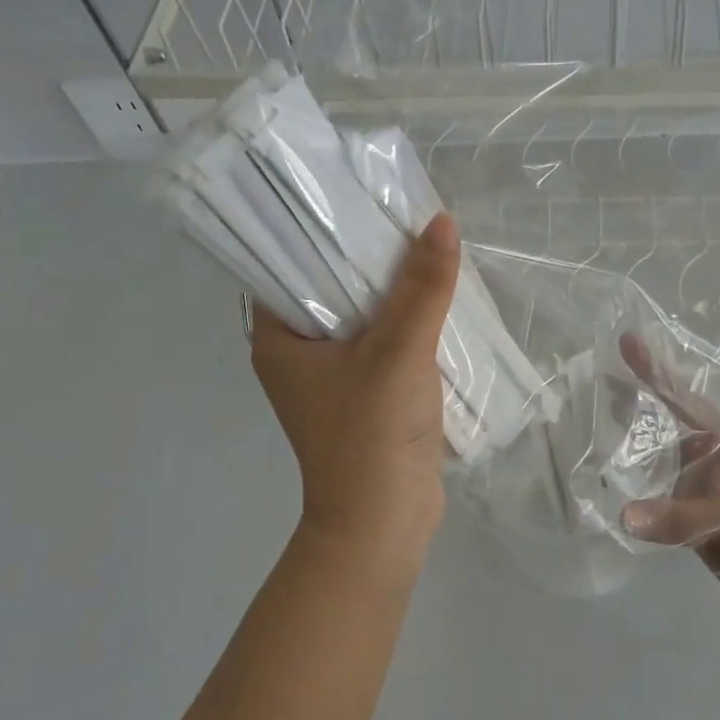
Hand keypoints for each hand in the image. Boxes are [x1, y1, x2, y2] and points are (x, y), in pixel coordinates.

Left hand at [252, 215, 461, 563]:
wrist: (384, 522)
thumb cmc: (372, 434)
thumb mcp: (399, 351)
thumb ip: (422, 288)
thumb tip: (441, 222)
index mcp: (278, 338)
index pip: (290, 264)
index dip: (322, 229)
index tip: (360, 197)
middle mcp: (297, 352)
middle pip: (332, 287)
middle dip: (369, 258)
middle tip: (404, 216)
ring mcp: (332, 377)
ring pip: (363, 317)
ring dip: (394, 292)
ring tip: (427, 247)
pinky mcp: (365, 395)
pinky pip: (383, 343)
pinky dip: (407, 324)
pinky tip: (438, 299)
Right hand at [617, 334, 719, 631]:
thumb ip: (678, 518)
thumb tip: (623, 515)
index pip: (680, 398)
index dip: (653, 370)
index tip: (625, 340)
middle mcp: (706, 459)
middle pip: (661, 424)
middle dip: (630, 404)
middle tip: (589, 385)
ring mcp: (699, 489)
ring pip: (656, 460)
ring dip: (628, 448)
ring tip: (588, 432)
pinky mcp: (693, 519)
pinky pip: (655, 497)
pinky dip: (632, 490)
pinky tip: (608, 489)